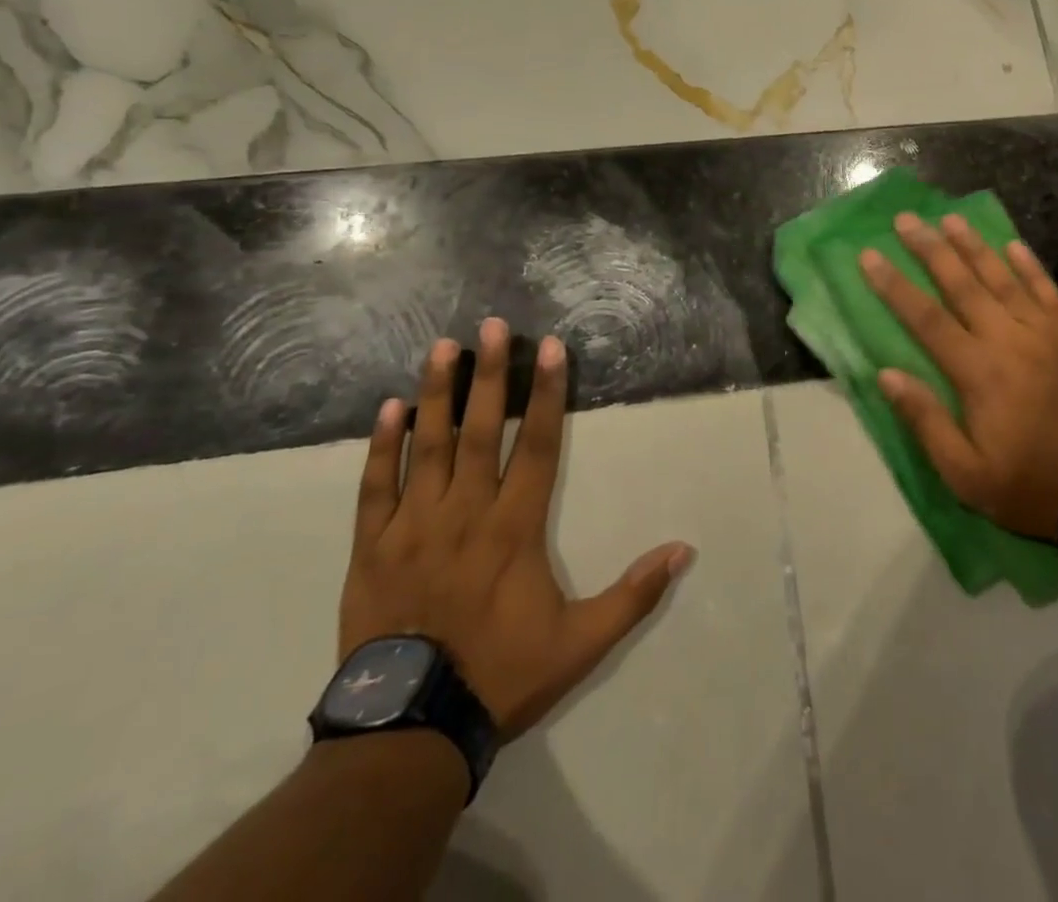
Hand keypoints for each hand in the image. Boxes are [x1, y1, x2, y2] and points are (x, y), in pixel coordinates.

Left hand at [340, 317, 694, 739]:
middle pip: (480, 430)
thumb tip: (684, 549)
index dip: (547, 393)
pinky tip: (388, 408)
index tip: (551, 348)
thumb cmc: (501, 675)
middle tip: (490, 326)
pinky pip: (376, 487)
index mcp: (515, 527)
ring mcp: (414, 525)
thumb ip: (633, 594)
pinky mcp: (373, 546)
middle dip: (488, 374)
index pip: (538, 444)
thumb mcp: (581, 642)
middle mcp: (466, 512)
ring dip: (436, 393)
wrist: (410, 730)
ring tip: (442, 347)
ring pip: (427, 446)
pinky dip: (381, 446)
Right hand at [860, 212, 1057, 541]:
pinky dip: (1030, 265)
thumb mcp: (965, 474)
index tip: (870, 256)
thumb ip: (925, 420)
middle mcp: (1009, 340)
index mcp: (978, 372)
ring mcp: (1045, 333)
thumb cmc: (1029, 487)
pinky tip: (1012, 245)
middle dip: (930, 249)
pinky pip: (1047, 291)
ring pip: (1003, 278)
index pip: (925, 318)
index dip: (894, 285)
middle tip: (906, 220)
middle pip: (962, 284)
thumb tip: (886, 374)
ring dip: (974, 246)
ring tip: (949, 218)